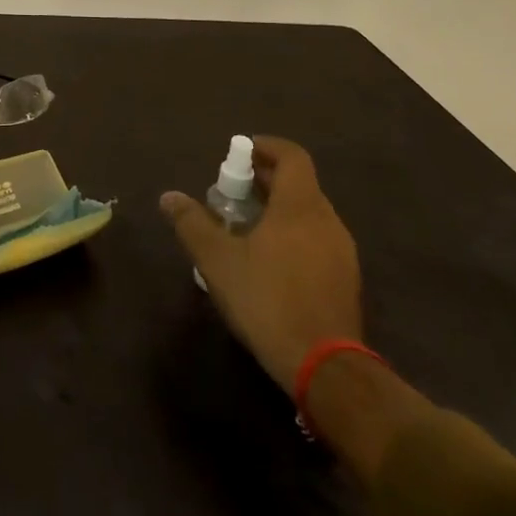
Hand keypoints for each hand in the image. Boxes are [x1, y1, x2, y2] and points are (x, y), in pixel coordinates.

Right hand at [160, 137, 360, 393]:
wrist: (326, 368)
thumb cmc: (268, 300)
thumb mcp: (217, 260)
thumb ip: (192, 223)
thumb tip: (169, 197)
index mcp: (300, 206)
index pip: (292, 156)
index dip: (265, 147)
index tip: (238, 154)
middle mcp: (327, 221)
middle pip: (299, 184)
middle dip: (264, 181)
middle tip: (231, 193)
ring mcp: (342, 253)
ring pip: (308, 214)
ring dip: (278, 210)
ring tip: (245, 227)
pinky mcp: (346, 281)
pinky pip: (317, 241)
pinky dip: (292, 235)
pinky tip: (268, 262)